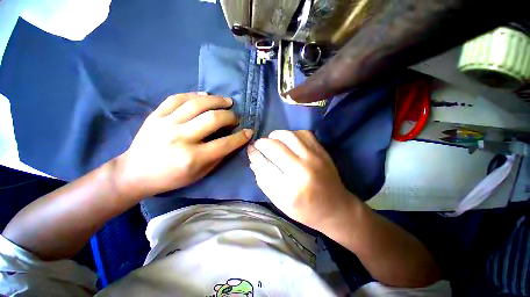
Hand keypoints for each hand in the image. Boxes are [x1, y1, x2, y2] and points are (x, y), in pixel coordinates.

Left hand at [116, 93, 252, 198]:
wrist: (135, 172)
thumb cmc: (171, 177)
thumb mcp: (200, 174)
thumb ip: (218, 156)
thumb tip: (232, 140)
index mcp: (193, 157)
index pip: (225, 143)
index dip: (241, 137)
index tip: (249, 131)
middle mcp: (181, 138)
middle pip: (213, 119)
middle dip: (230, 116)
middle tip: (235, 118)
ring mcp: (166, 123)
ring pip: (197, 103)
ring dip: (217, 100)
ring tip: (227, 101)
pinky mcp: (156, 115)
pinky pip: (177, 98)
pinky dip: (194, 94)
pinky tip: (205, 96)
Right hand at [247, 130, 359, 230]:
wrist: (336, 208)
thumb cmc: (305, 209)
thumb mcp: (280, 201)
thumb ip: (264, 179)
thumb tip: (254, 158)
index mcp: (291, 187)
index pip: (265, 164)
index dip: (254, 154)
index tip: (251, 149)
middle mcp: (303, 168)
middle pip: (275, 145)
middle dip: (262, 143)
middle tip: (260, 145)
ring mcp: (315, 156)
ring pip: (288, 135)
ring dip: (276, 136)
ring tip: (272, 141)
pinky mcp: (322, 150)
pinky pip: (303, 133)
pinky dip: (291, 134)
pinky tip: (289, 141)